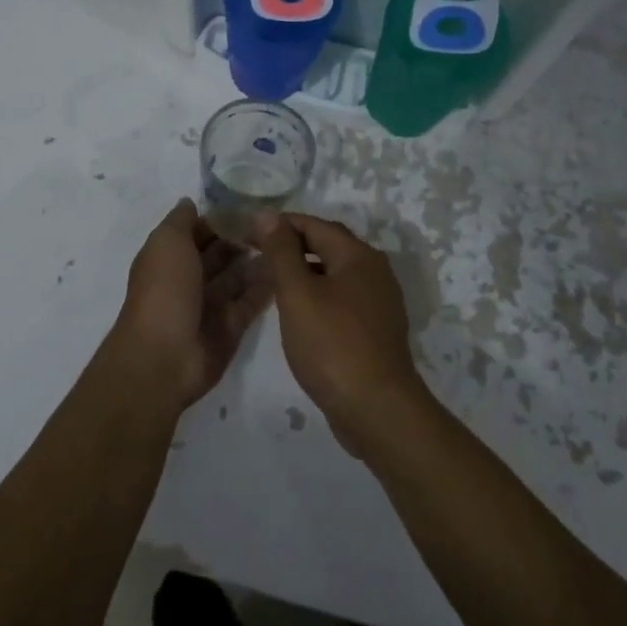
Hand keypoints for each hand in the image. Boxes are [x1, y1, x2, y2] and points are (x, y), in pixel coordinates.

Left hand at [107, 200, 272, 412]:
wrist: (164, 356)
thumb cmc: (164, 291)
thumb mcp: (166, 243)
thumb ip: (181, 221)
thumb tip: (191, 202)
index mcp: (170, 257)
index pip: (198, 231)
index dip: (220, 218)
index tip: (251, 204)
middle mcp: (190, 279)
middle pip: (221, 253)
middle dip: (243, 238)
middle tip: (276, 224)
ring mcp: (210, 305)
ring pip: (238, 277)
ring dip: (258, 260)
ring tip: (287, 242)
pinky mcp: (231, 327)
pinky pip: (251, 302)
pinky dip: (267, 287)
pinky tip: (287, 269)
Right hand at [256, 213, 425, 454]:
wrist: (377, 410)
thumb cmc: (332, 345)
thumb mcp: (297, 294)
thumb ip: (281, 252)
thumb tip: (268, 215)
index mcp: (358, 256)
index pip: (314, 225)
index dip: (278, 225)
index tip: (246, 234)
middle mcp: (375, 271)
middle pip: (328, 245)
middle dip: (292, 246)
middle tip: (256, 255)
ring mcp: (379, 301)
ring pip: (335, 273)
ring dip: (304, 271)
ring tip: (272, 283)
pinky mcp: (377, 329)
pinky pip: (343, 298)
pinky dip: (319, 295)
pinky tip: (299, 313)